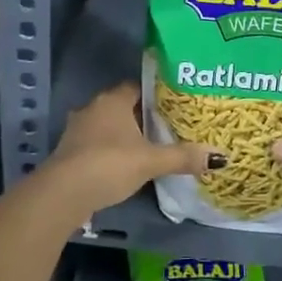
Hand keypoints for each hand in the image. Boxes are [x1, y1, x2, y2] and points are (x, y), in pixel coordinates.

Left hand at [39, 83, 223, 218]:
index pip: (138, 86)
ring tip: (149, 146)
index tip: (175, 104)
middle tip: (168, 126)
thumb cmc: (109, 165)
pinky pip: (96, 144)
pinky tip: (124, 164)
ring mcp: (77, 130)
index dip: (157, 94)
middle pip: (123, 106)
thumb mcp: (151, 161)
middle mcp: (92, 108)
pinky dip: (110, 150)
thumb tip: (219, 156)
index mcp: (112, 100)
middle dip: (142, 116)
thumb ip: (183, 157)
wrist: (62, 194)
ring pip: (108, 125)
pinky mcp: (69, 152)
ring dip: (124, 134)